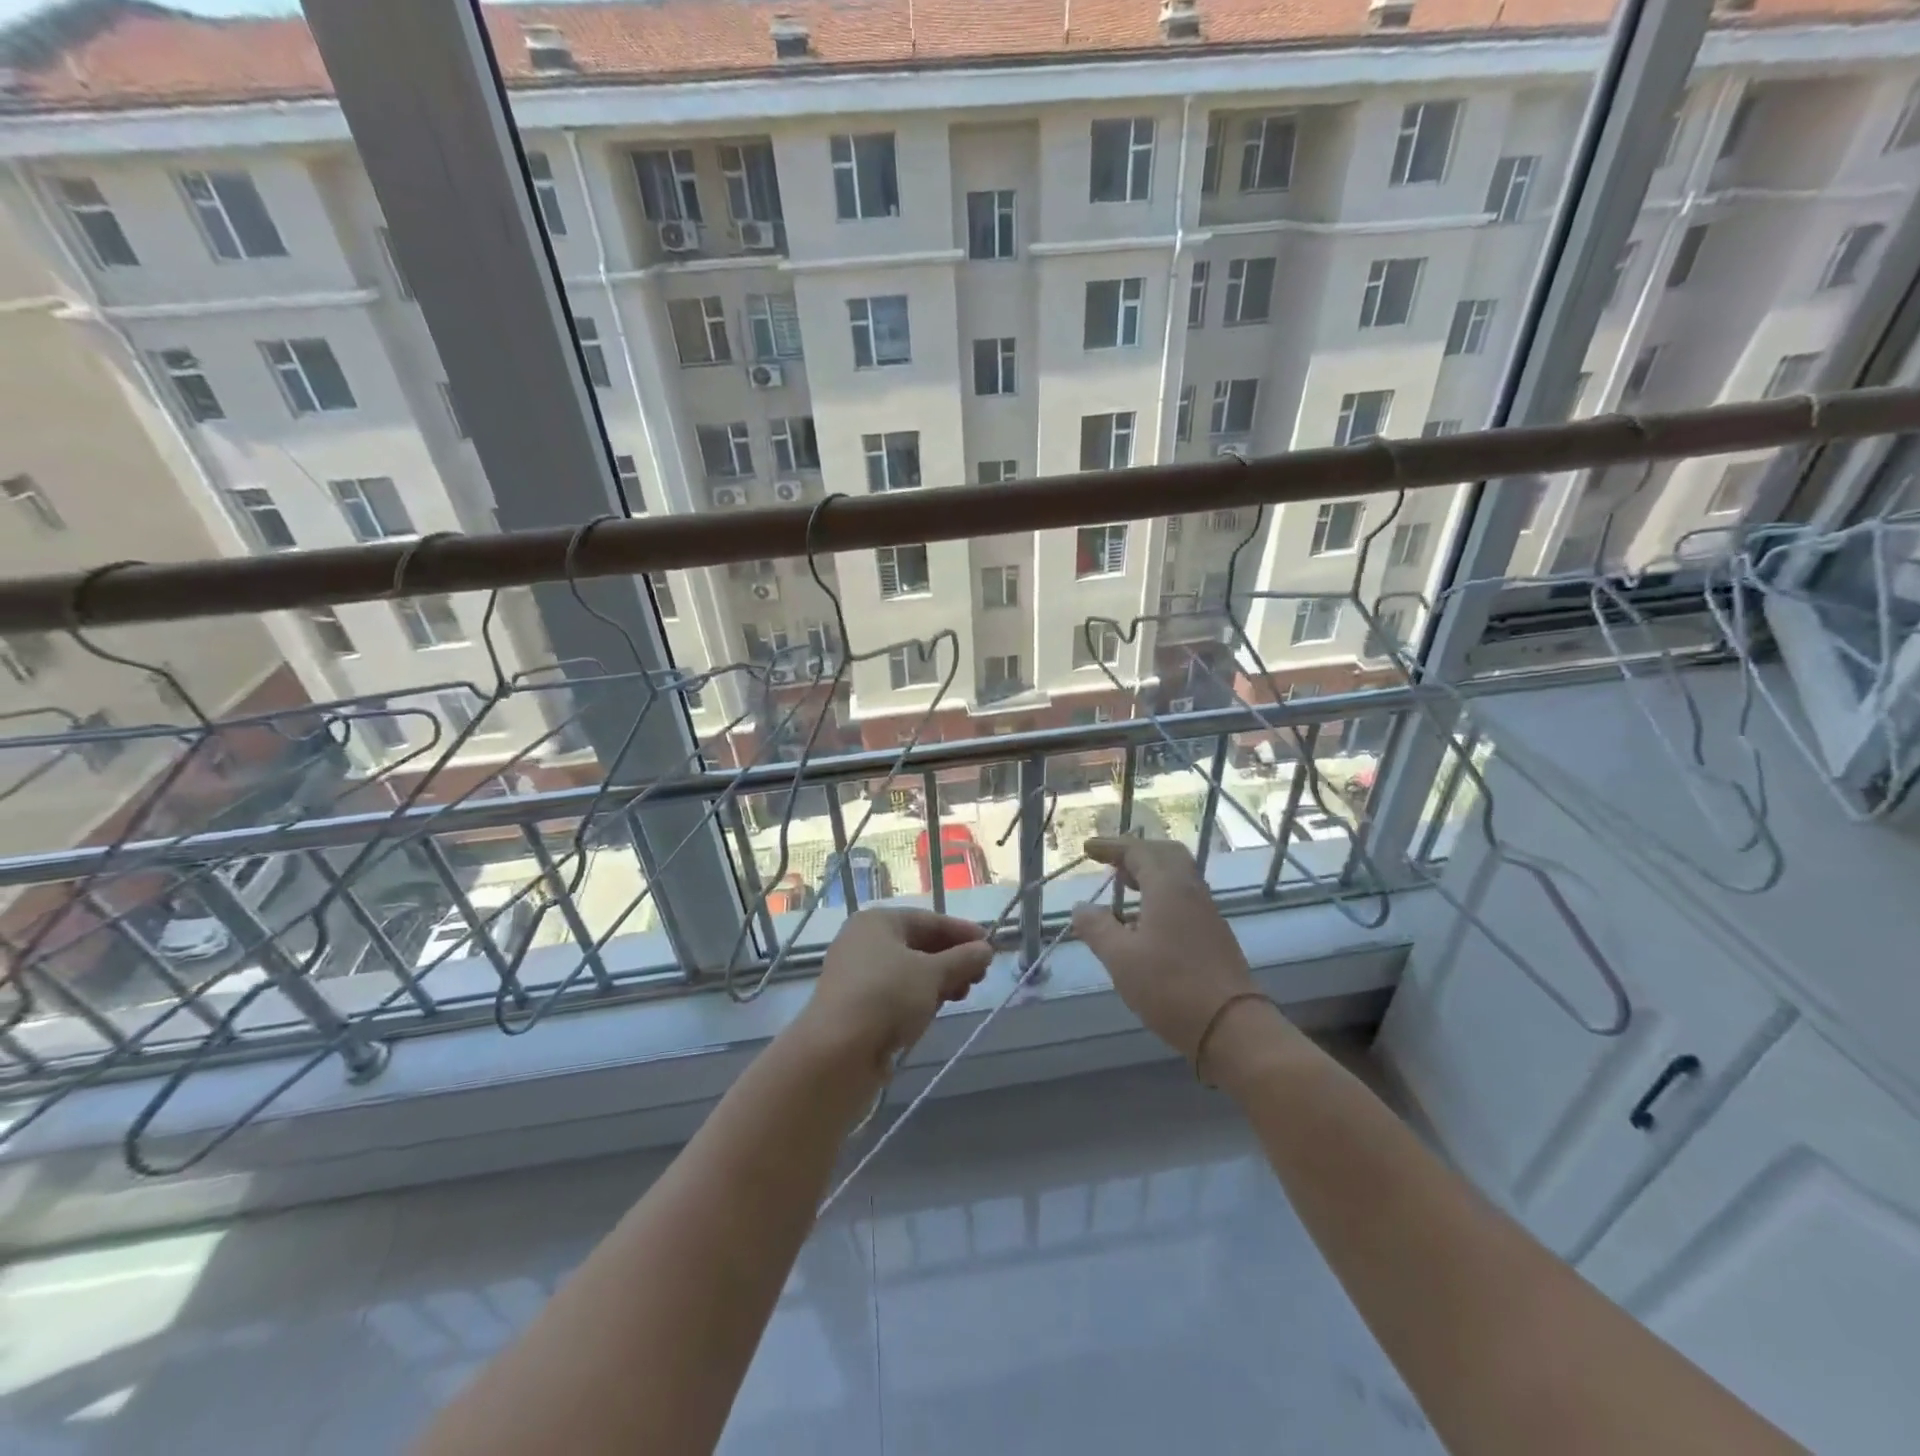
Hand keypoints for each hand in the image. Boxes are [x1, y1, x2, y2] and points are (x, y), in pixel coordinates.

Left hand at [797, 908, 993, 1068]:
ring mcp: (857, 975)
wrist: (836, 1052)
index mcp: (877, 922)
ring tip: (963, 994)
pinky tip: (935, 1010)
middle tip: (979, 976)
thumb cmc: (887, 997)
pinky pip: (895, 994)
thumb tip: (986, 949)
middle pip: (918, 945)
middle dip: (952, 959)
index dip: (962, 932)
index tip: (991, 946)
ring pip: (908, 972)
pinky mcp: (856, 1007)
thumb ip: (963, 959)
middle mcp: (863, 942)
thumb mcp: (933, 974)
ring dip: (938, 981)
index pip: (929, 920)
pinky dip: (918, 998)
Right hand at [1070, 837, 1259, 1063]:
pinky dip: (1161, 893)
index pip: (1138, 851)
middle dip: (1135, 853)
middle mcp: (1191, 890)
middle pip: (1164, 855)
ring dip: (1149, 873)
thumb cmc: (1170, 987)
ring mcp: (1207, 912)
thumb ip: (1097, 928)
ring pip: (1177, 876)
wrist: (1231, 1027)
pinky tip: (1145, 920)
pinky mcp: (1214, 934)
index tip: (1088, 850)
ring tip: (1124, 888)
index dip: (1111, 847)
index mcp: (1168, 887)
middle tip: (1110, 863)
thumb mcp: (1121, 958)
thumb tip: (1080, 907)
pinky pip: (1184, 897)